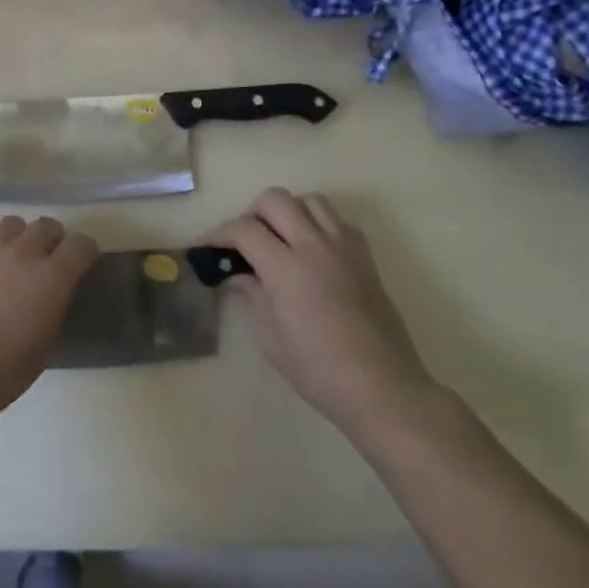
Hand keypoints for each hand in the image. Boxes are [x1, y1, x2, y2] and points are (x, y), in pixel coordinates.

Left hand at [0, 216, 97, 419]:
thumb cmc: (0, 372)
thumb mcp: (43, 345)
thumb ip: (52, 308)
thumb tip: (49, 296)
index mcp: (52, 278)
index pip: (81, 245)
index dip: (84, 253)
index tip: (82, 265)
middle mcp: (22, 252)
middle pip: (47, 225)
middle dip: (52, 240)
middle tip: (46, 262)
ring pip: (12, 224)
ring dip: (18, 239)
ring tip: (10, 261)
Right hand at [208, 189, 436, 435]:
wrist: (382, 386)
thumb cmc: (319, 370)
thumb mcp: (271, 339)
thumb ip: (253, 296)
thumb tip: (239, 275)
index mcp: (286, 267)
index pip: (244, 229)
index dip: (219, 233)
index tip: (206, 246)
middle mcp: (314, 245)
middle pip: (275, 200)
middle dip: (252, 214)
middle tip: (245, 241)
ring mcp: (343, 246)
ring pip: (309, 201)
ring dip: (288, 212)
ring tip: (280, 239)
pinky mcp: (364, 255)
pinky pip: (336, 220)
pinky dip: (317, 224)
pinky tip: (311, 251)